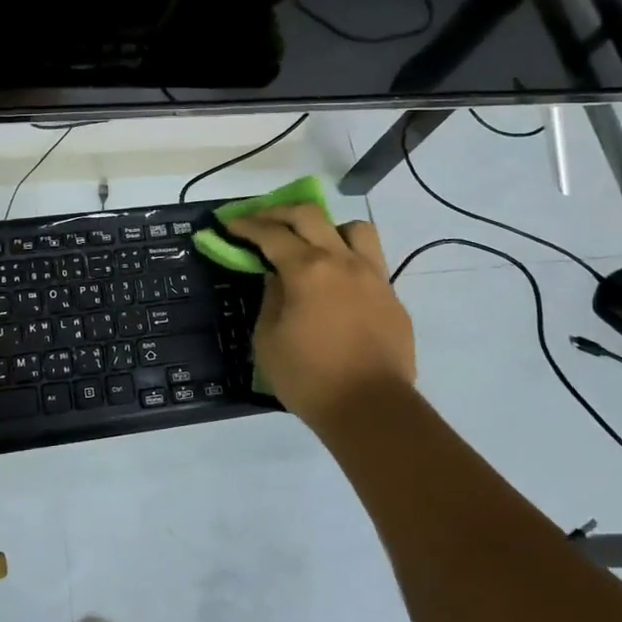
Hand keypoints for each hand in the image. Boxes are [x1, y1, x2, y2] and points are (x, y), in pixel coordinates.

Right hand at [223, 204, 415, 428]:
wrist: (372, 410)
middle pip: (310, 215)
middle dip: (279, 211)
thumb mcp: (268, 340)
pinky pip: (371, 260)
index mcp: (307, 270)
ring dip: (327, 228)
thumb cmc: (309, 378)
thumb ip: (270, 299)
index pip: (271, 234)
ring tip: (312, 245)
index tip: (230, 223)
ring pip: (353, 228)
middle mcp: (342, 261)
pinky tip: (337, 282)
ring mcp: (373, 276)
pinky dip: (349, 259)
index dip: (247, 225)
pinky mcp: (392, 296)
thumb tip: (278, 279)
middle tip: (261, 220)